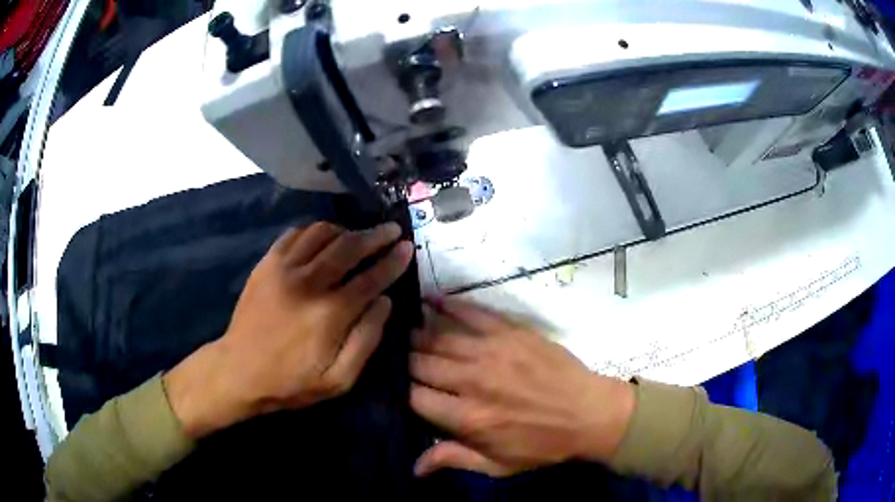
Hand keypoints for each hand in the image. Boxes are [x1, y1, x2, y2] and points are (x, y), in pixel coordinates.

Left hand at [164, 221, 413, 438]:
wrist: (239, 371)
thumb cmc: (291, 382)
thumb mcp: (339, 381)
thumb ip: (366, 340)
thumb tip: (384, 302)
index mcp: (330, 313)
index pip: (371, 277)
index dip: (393, 261)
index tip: (407, 248)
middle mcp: (308, 282)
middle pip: (349, 246)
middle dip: (375, 235)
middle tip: (391, 230)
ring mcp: (283, 268)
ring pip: (322, 233)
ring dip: (346, 230)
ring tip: (357, 236)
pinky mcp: (266, 264)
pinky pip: (295, 234)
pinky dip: (315, 231)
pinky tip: (323, 238)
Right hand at [409, 297, 634, 476]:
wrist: (590, 414)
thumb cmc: (543, 445)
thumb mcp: (498, 466)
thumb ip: (453, 460)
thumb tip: (413, 468)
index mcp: (468, 418)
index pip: (414, 397)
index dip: (402, 392)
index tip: (401, 389)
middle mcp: (472, 381)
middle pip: (421, 363)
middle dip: (405, 362)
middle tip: (399, 359)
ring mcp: (492, 351)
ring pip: (439, 338)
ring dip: (418, 335)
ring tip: (405, 332)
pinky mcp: (511, 331)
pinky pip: (471, 313)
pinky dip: (447, 305)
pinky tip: (430, 300)